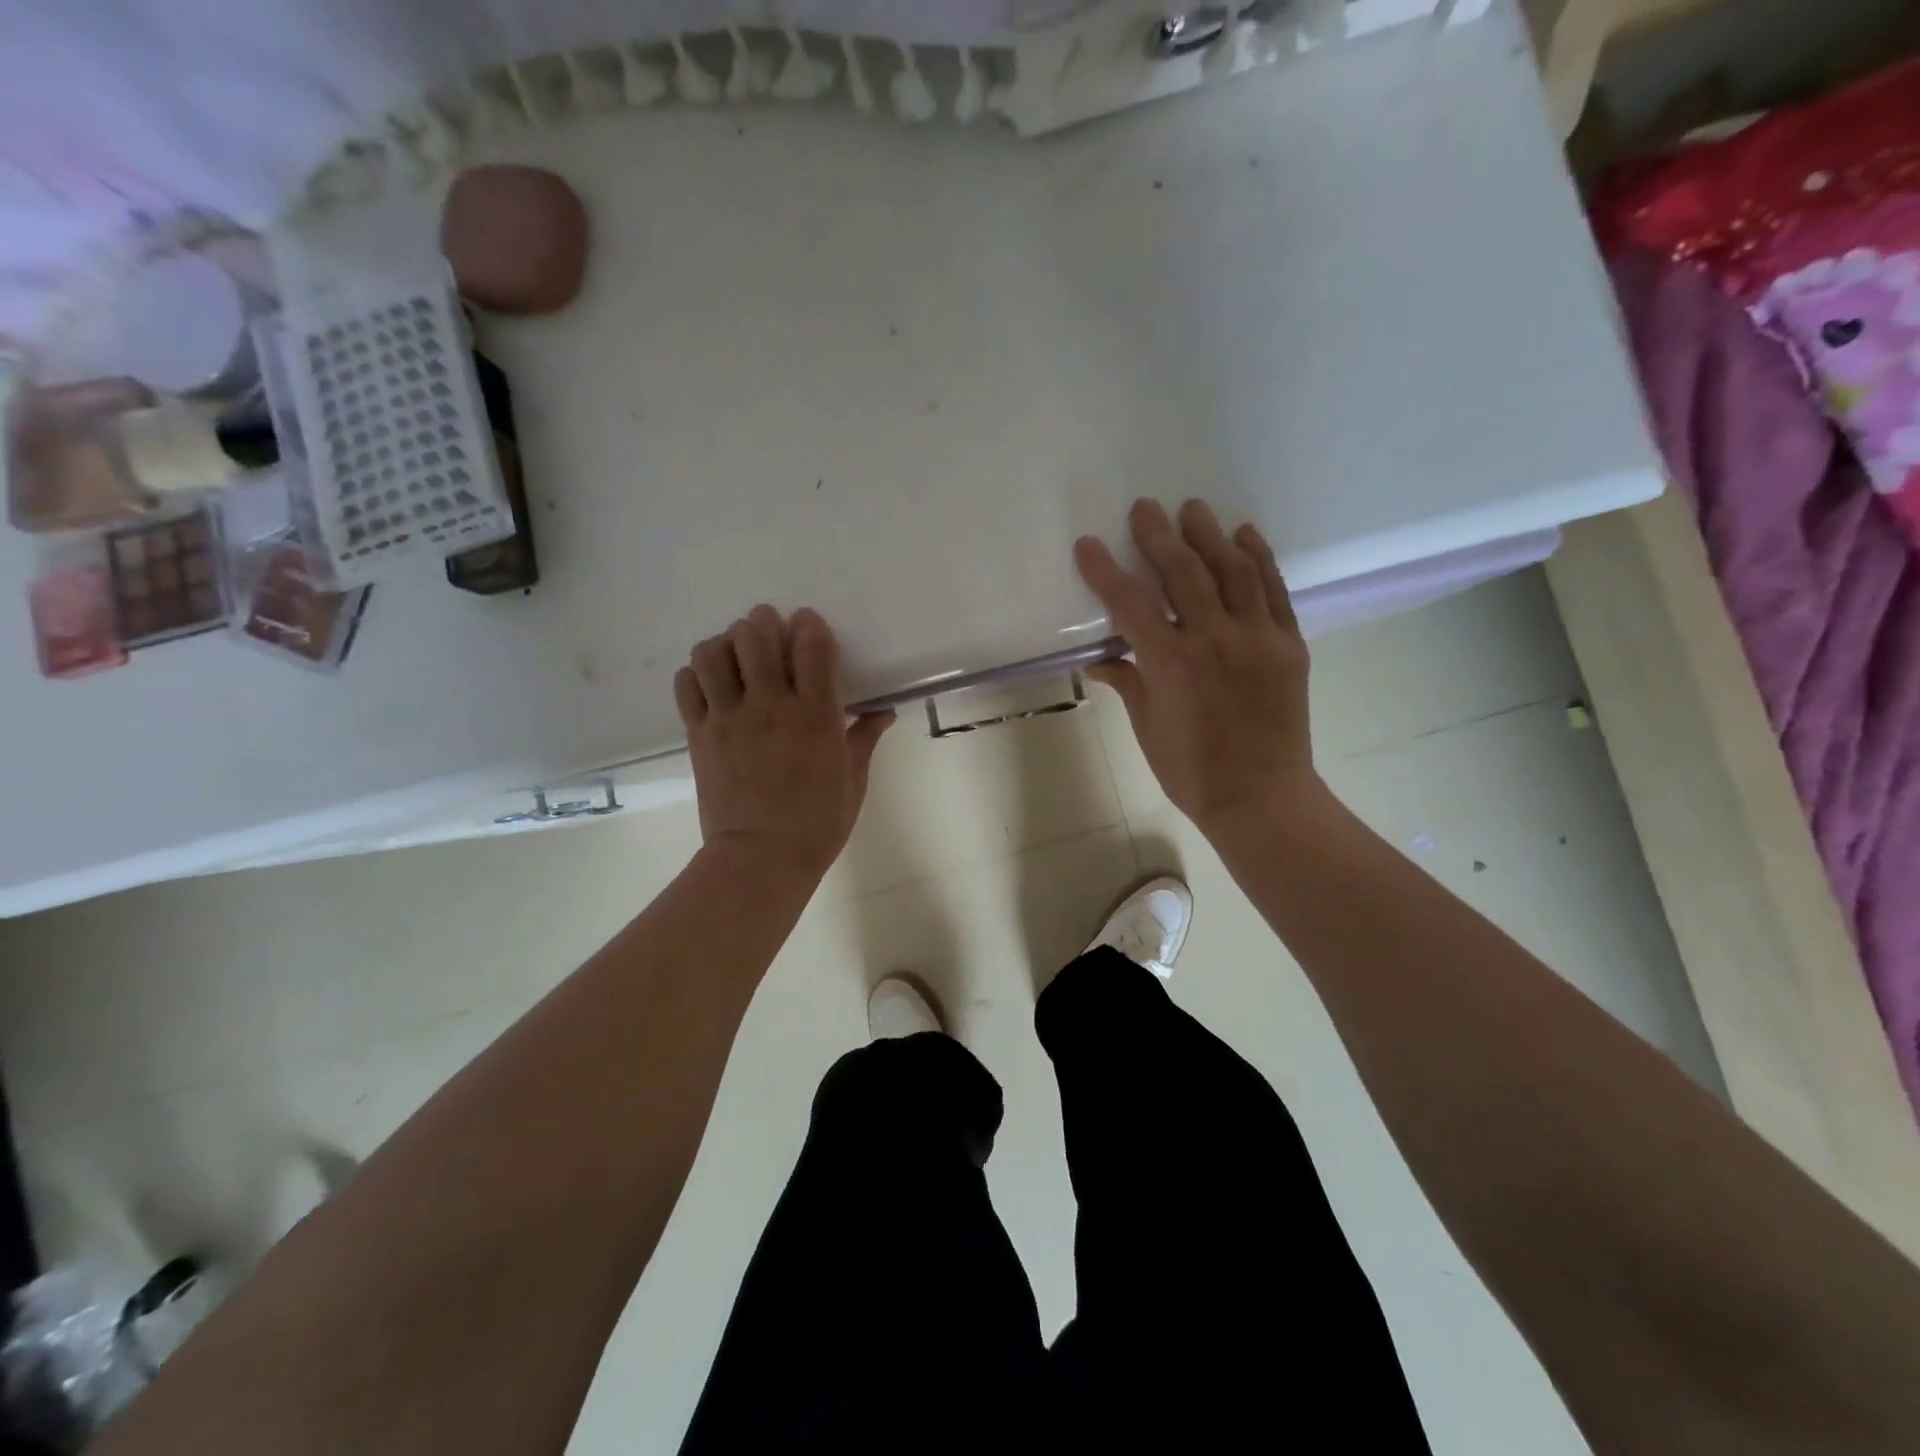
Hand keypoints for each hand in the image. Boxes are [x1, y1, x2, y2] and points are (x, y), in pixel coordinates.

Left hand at [675, 606, 893, 880]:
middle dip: (763, 624)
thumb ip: (864, 737)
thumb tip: (883, 709)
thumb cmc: (818, 824)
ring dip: (726, 644)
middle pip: (755, 635)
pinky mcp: (699, 734)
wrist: (761, 860)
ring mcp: (729, 718)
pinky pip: (686, 684)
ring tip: (736, 658)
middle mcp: (770, 706)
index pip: (810, 644)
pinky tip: (712, 686)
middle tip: (769, 636)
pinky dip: (696, 674)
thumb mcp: (854, 781)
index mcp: (815, 715)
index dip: (809, 625)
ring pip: (714, 652)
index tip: (809, 628)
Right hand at [1075, 499, 1319, 838]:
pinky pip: (1275, 592)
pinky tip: (1246, 534)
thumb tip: (1099, 659)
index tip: (1087, 544)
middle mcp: (1214, 640)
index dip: (1105, 572)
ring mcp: (1257, 639)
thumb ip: (1127, 683)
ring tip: (1194, 509)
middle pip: (1184, 574)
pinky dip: (1261, 559)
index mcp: (1171, 664)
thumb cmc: (1191, 771)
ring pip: (1233, 572)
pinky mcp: (1289, 645)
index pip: (1131, 605)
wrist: (1261, 797)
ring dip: (1211, 536)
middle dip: (1160, 537)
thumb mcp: (1147, 728)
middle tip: (1145, 507)